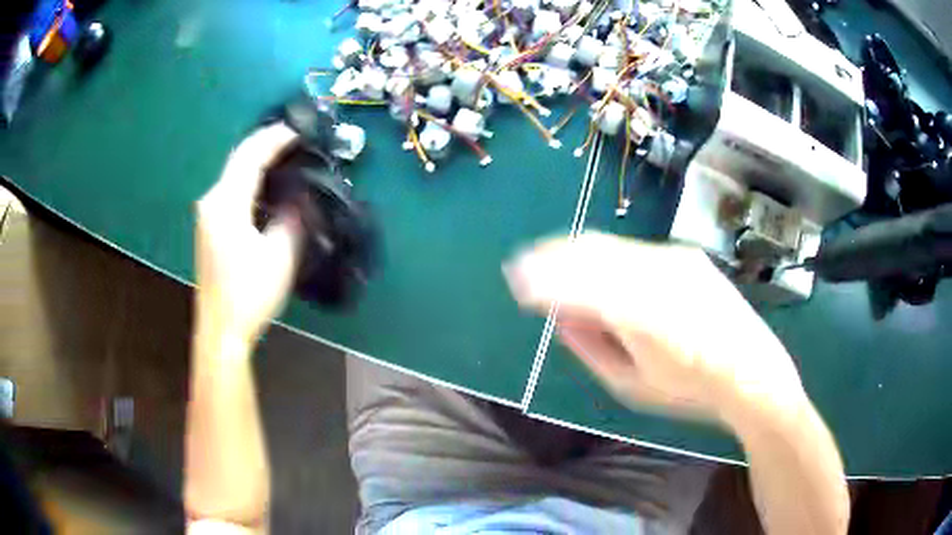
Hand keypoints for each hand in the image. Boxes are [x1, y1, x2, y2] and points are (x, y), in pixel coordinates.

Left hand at [194, 123, 301, 345]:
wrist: (221, 330)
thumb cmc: (249, 293)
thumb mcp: (279, 254)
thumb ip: (291, 217)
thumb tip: (300, 197)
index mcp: (226, 203)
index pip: (251, 156)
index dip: (276, 138)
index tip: (300, 130)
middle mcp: (211, 201)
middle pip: (239, 159)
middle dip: (265, 143)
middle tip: (295, 137)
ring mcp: (207, 215)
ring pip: (234, 174)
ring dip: (258, 161)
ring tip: (286, 155)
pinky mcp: (210, 228)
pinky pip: (231, 190)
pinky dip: (250, 180)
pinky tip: (267, 185)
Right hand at [504, 233, 807, 425]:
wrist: (752, 369)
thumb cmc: (690, 389)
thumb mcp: (631, 384)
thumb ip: (592, 347)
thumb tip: (561, 316)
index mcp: (640, 311)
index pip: (577, 282)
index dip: (541, 278)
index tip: (517, 281)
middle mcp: (657, 273)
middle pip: (591, 251)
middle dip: (552, 256)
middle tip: (527, 268)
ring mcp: (674, 259)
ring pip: (612, 246)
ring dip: (577, 253)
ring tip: (553, 264)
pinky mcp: (686, 256)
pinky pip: (633, 250)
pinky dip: (605, 257)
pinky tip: (597, 270)